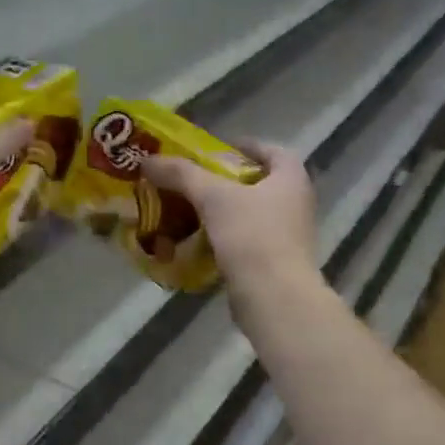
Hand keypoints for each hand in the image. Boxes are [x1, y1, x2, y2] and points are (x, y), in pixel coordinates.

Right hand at [141, 139, 317, 291]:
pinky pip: (245, 241)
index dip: (245, 146)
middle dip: (225, 181)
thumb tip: (148, 160)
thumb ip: (181, 174)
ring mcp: (288, 236)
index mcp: (291, 179)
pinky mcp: (275, 263)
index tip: (216, 149)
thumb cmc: (252, 235)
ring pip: (250, 214)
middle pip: (258, 183)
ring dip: (222, 211)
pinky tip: (197, 242)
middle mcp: (296, 204)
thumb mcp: (213, 197)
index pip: (272, 150)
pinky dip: (223, 238)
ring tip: (188, 210)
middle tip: (193, 180)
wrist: (274, 297)